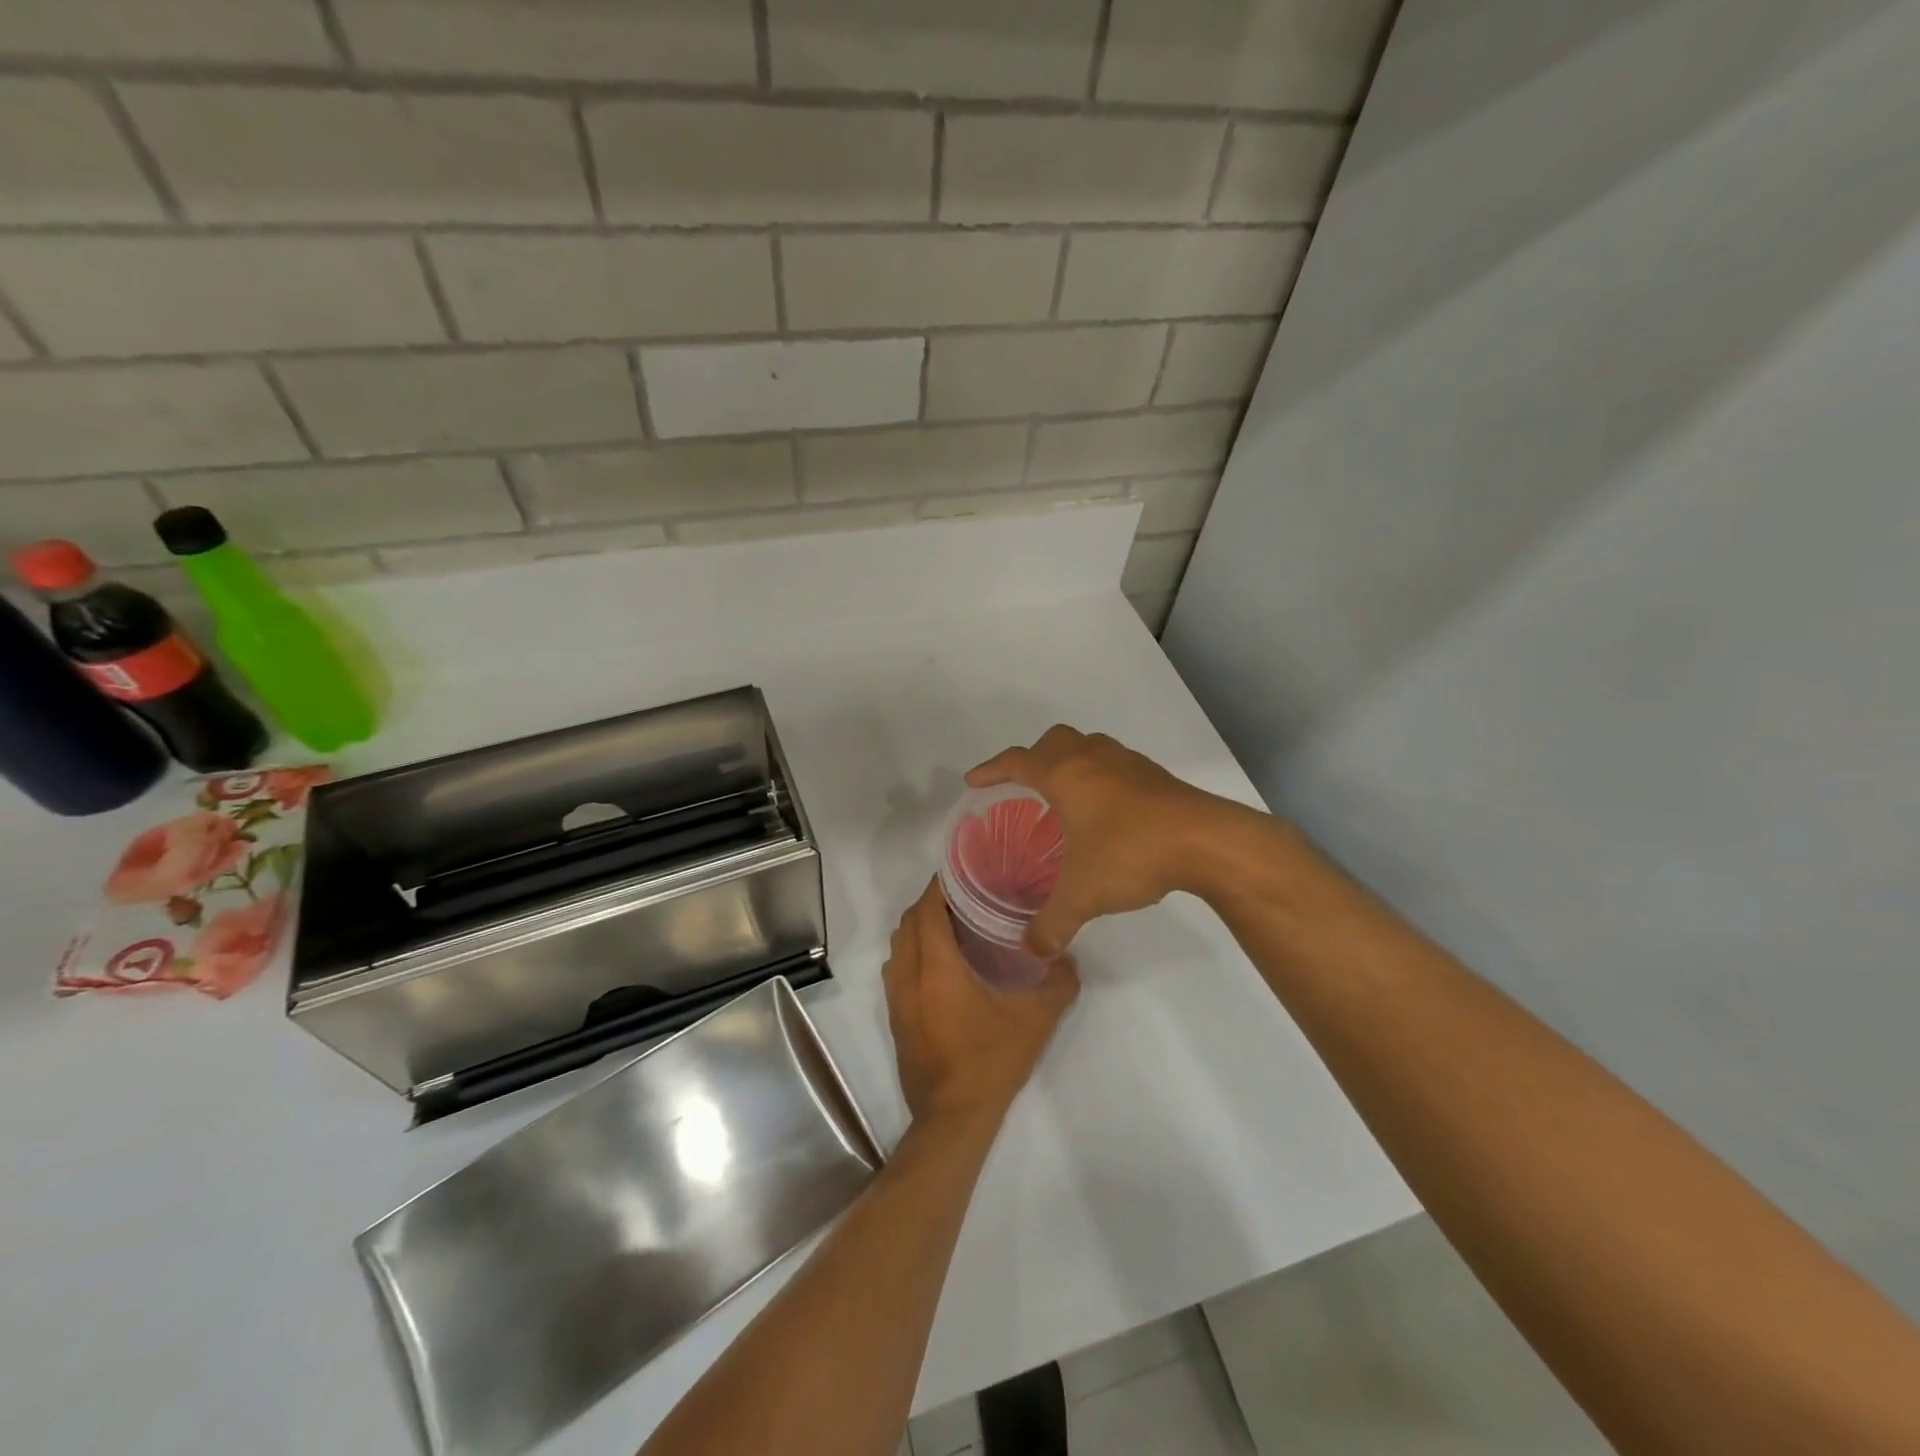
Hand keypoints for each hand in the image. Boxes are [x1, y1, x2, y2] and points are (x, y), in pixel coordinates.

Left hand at [883, 879, 1078, 1133]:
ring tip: (953, 926)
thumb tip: (1067, 957)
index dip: (940, 886)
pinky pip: (896, 969)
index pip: (927, 910)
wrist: (953, 1118)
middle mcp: (909, 976)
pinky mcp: (895, 1017)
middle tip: (965, 898)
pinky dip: (912, 953)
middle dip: (930, 903)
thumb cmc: (991, 1062)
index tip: (964, 874)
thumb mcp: (1036, 1021)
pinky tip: (941, 964)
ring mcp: (897, 998)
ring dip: (918, 928)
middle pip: (908, 923)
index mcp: (937, 968)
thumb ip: (1058, 983)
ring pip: (898, 946)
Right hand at [967, 724, 1255, 956]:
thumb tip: (1031, 951)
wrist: (1206, 841)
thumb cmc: (1131, 853)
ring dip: (1069, 762)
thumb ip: (1052, 924)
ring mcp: (1127, 763)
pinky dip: (1099, 776)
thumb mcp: (1083, 894)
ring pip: (1088, 747)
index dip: (991, 770)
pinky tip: (1107, 809)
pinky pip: (1114, 764)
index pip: (1016, 762)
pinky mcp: (1154, 775)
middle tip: (1023, 785)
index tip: (974, 780)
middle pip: (1053, 742)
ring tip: (1065, 795)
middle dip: (1032, 758)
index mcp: (1065, 775)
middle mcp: (1092, 759)